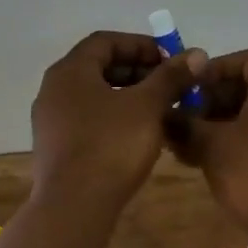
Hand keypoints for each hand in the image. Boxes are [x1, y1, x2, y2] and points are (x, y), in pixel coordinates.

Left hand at [31, 30, 207, 212]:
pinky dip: (113, 118)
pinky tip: (138, 136)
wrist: (74, 206)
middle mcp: (53, 89)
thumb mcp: (147, 107)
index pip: (105, 41)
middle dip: (137, 72)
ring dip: (128, 97)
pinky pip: (87, 120)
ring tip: (160, 111)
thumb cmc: (111, 146)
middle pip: (98, 67)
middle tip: (169, 86)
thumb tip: (196, 54)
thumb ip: (170, 77)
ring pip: (94, 96)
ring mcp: (50, 120)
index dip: (141, 45)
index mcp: (69, 71)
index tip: (170, 61)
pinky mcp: (55, 147)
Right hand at [170, 48, 247, 247]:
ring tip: (186, 144)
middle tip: (184, 118)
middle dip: (211, 100)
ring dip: (217, 125)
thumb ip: (185, 125)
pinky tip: (203, 163)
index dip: (218, 67)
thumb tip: (164, 114)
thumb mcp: (212, 147)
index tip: (192, 87)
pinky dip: (231, 144)